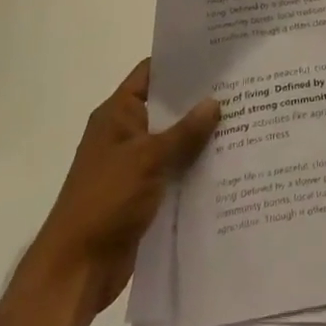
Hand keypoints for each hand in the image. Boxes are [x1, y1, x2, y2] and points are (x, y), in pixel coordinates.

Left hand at [26, 59, 218, 323]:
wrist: (77, 269)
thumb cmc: (105, 201)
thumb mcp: (148, 159)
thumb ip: (184, 132)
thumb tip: (215, 101)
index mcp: (117, 115)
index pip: (151, 74)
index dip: (181, 63)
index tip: (218, 56)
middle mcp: (125, 134)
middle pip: (167, 107)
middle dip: (201, 100)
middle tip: (244, 87)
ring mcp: (134, 164)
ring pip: (175, 141)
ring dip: (202, 136)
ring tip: (247, 120)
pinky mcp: (144, 192)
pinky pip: (175, 170)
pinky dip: (196, 166)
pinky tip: (230, 162)